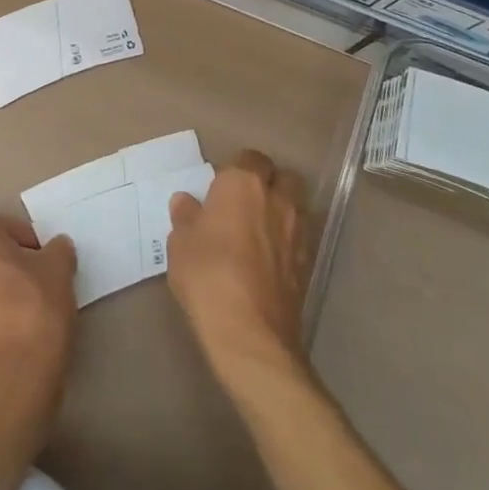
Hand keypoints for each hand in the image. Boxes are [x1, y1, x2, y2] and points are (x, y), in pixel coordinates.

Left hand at [0, 213, 76, 409]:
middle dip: (12, 262)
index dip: (31, 242)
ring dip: (0, 287)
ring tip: (30, 308)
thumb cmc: (34, 308)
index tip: (48, 262)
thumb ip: (58, 250)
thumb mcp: (59, 269)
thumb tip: (56, 248)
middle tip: (40, 281)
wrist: (9, 377)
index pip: (5, 226)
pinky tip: (15, 329)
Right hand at [167, 149, 311, 386]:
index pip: (249, 158)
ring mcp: (298, 231)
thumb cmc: (206, 274)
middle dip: (269, 183)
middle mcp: (276, 199)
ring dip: (283, 210)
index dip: (237, 169)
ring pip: (297, 206)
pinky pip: (300, 237)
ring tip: (260, 230)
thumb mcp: (179, 243)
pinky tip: (270, 258)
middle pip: (283, 177)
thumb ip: (186, 217)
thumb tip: (186, 202)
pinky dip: (289, 239)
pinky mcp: (308, 262)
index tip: (221, 187)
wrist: (249, 332)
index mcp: (242, 184)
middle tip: (245, 203)